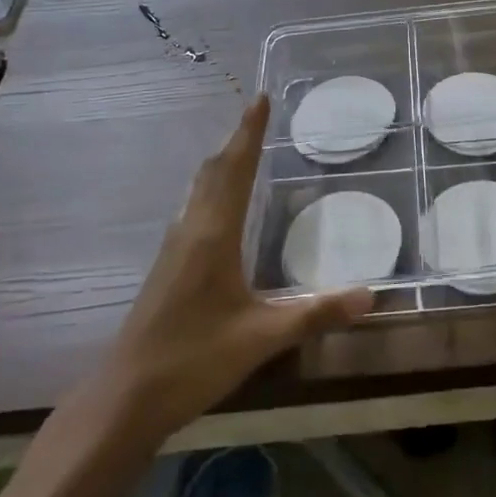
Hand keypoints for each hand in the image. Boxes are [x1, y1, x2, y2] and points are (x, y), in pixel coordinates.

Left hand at [100, 96, 371, 436]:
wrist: (125, 397)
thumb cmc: (194, 360)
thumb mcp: (262, 338)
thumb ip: (316, 313)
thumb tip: (370, 296)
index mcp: (213, 234)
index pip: (234, 169)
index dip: (249, 132)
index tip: (260, 98)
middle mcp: (191, 230)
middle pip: (213, 171)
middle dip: (236, 140)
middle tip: (258, 116)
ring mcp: (174, 247)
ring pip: (199, 189)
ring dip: (221, 163)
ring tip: (243, 149)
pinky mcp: (167, 266)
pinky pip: (193, 208)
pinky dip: (212, 188)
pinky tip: (220, 206)